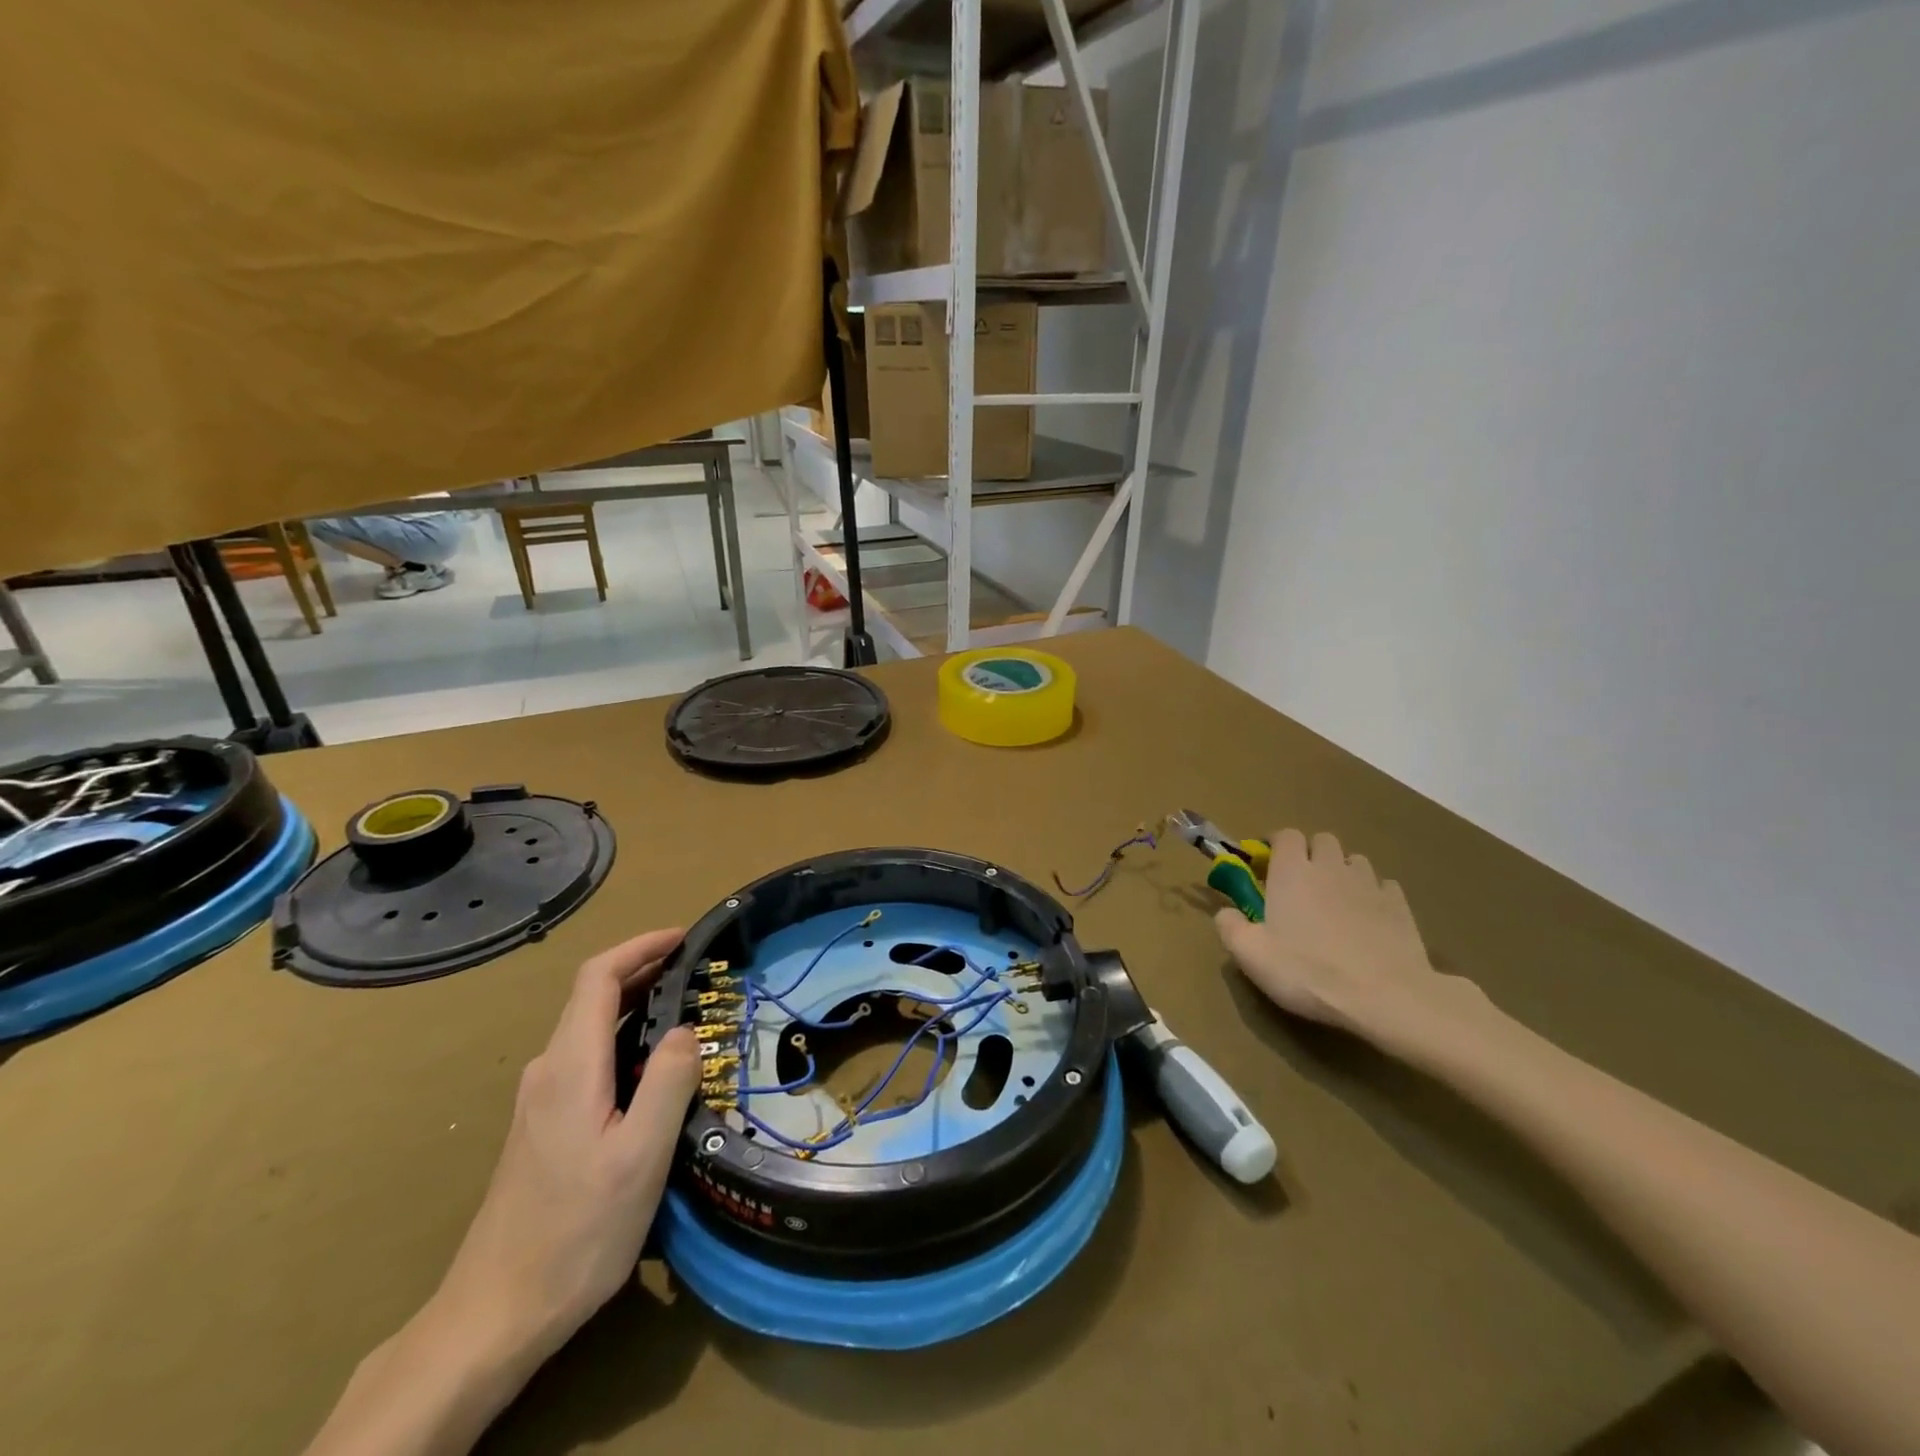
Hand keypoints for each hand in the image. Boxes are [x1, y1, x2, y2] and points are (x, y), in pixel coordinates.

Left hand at [433, 929, 699, 1368]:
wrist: (495, 1314)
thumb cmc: (576, 1232)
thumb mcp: (640, 1157)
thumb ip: (668, 1082)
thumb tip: (685, 1029)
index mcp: (570, 1066)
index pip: (597, 977)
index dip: (640, 947)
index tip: (683, 937)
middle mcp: (548, 1070)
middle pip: (591, 996)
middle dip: (643, 969)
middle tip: (697, 969)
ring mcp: (541, 1099)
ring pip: (589, 1027)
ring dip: (635, 1003)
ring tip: (684, 1008)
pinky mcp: (543, 1125)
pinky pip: (586, 1057)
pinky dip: (623, 1036)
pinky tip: (651, 1065)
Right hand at [1214, 829, 1483, 1046]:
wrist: (1385, 996)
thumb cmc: (1308, 971)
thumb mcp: (1251, 955)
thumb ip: (1230, 926)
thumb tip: (1225, 911)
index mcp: (1291, 871)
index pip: (1285, 835)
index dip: (1275, 845)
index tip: (1267, 866)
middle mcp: (1330, 867)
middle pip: (1322, 840)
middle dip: (1310, 853)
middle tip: (1300, 883)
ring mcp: (1369, 883)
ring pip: (1354, 860)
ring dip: (1342, 871)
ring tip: (1336, 901)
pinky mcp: (1400, 905)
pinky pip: (1383, 886)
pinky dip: (1372, 894)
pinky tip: (1368, 918)